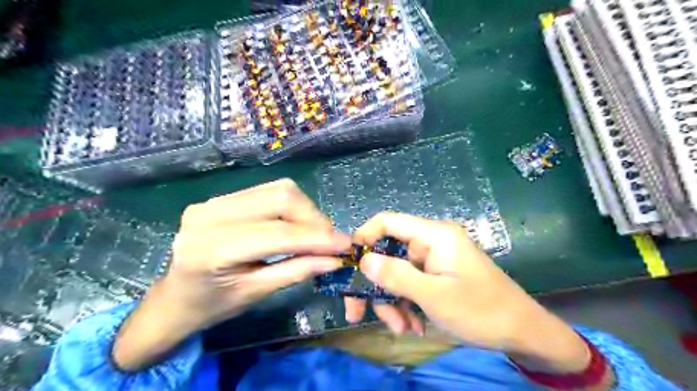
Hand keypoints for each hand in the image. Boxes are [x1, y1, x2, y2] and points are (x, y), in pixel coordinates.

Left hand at [117, 179, 351, 369]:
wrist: (173, 298)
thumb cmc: (211, 306)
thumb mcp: (256, 293)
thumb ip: (297, 271)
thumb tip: (335, 259)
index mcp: (211, 249)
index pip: (277, 233)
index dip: (316, 238)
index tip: (345, 245)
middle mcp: (209, 214)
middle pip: (280, 197)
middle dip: (313, 218)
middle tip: (330, 241)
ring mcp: (213, 201)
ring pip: (277, 189)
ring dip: (305, 210)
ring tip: (315, 234)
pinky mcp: (221, 197)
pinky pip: (267, 192)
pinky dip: (290, 207)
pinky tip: (295, 225)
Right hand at [346, 213, 595, 375]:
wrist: (523, 332)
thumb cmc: (481, 310)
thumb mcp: (435, 296)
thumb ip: (397, 276)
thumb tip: (363, 261)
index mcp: (434, 235)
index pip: (388, 222)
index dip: (364, 238)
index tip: (348, 265)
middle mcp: (431, 242)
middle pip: (388, 253)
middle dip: (376, 285)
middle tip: (358, 313)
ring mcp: (433, 260)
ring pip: (397, 273)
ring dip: (392, 301)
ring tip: (400, 329)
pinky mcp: (436, 275)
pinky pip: (410, 284)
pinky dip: (406, 305)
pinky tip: (413, 326)